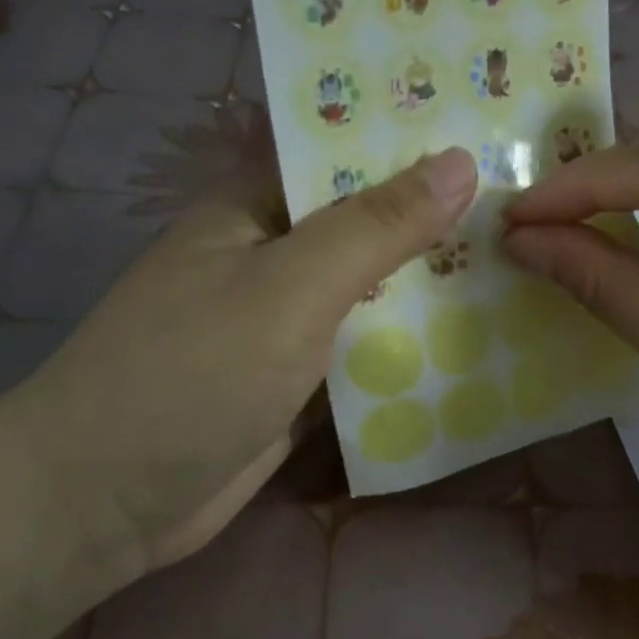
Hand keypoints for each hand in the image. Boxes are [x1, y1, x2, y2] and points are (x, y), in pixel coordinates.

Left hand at [0, 147, 476, 591]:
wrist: (107, 500)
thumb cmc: (193, 372)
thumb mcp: (291, 287)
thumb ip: (377, 227)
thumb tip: (461, 161)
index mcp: (257, 207)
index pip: (348, 157)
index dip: (418, 146)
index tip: (497, 137)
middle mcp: (273, 257)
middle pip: (369, 228)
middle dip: (438, 224)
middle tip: (531, 210)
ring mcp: (285, 323)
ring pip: (373, 295)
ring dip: (430, 290)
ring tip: (523, 267)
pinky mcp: (297, 382)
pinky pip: (364, 352)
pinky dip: (408, 348)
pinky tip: (476, 341)